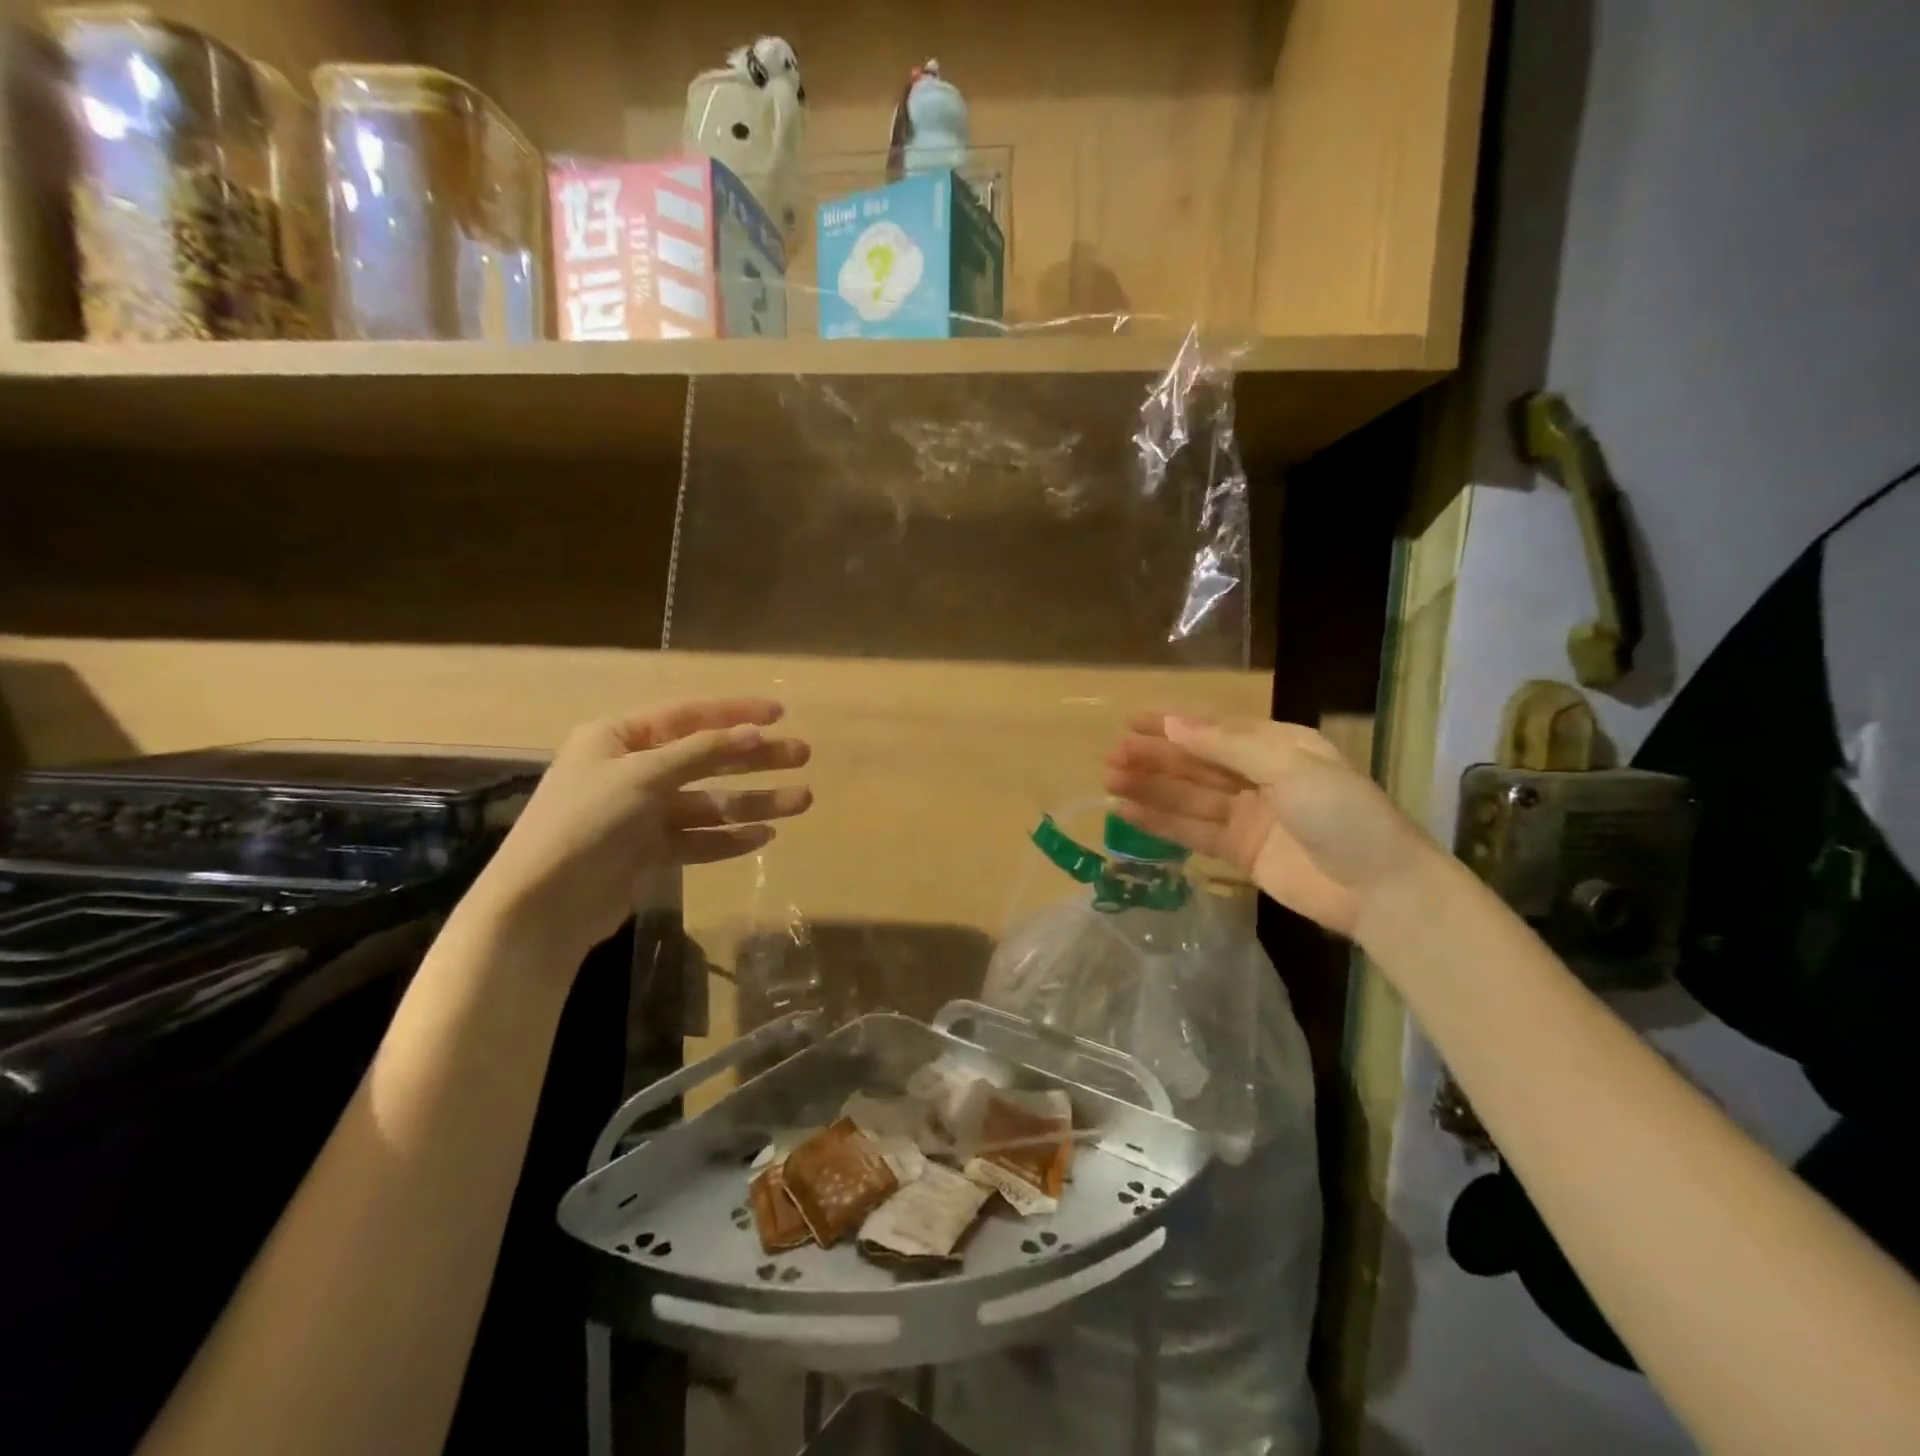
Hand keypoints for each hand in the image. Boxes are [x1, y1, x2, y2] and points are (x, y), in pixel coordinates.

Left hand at [472, 699, 810, 960]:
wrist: (541, 907)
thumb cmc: (585, 823)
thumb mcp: (643, 776)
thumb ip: (702, 752)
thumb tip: (755, 732)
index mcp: (618, 738)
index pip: (688, 716)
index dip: (736, 713)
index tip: (781, 713)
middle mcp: (632, 771)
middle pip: (706, 758)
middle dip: (755, 758)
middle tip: (802, 755)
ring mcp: (641, 814)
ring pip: (709, 801)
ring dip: (754, 801)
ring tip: (801, 800)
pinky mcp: (649, 852)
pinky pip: (698, 838)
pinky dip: (730, 837)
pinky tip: (765, 836)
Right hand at [1102, 713, 1430, 936]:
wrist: (1381, 890)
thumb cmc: (1341, 813)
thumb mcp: (1288, 766)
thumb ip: (1226, 746)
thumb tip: (1172, 725)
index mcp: (1278, 745)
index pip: (1215, 729)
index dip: (1172, 726)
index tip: (1131, 724)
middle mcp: (1259, 776)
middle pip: (1197, 763)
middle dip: (1154, 758)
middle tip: (1111, 757)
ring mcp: (1248, 815)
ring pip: (1189, 796)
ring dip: (1151, 788)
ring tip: (1109, 782)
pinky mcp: (1240, 852)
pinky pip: (1193, 831)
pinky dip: (1162, 822)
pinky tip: (1129, 813)